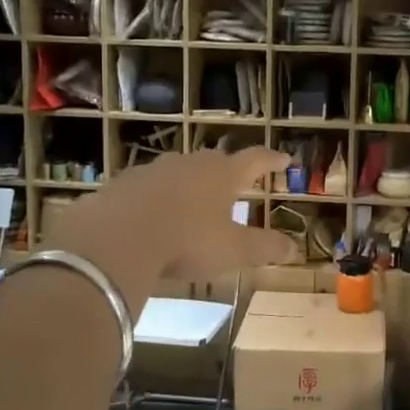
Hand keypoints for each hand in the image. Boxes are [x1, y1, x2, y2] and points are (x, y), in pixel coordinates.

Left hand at [41, 149, 295, 310]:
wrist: (116, 237)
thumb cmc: (186, 240)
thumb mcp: (232, 250)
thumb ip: (264, 248)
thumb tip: (294, 248)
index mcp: (222, 175)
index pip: (255, 160)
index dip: (272, 160)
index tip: (285, 159)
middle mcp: (190, 164)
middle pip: (215, 161)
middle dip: (227, 171)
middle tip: (234, 182)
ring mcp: (154, 170)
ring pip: (179, 172)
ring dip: (189, 184)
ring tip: (192, 202)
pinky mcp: (123, 184)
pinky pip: (147, 187)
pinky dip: (156, 198)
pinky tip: (152, 217)